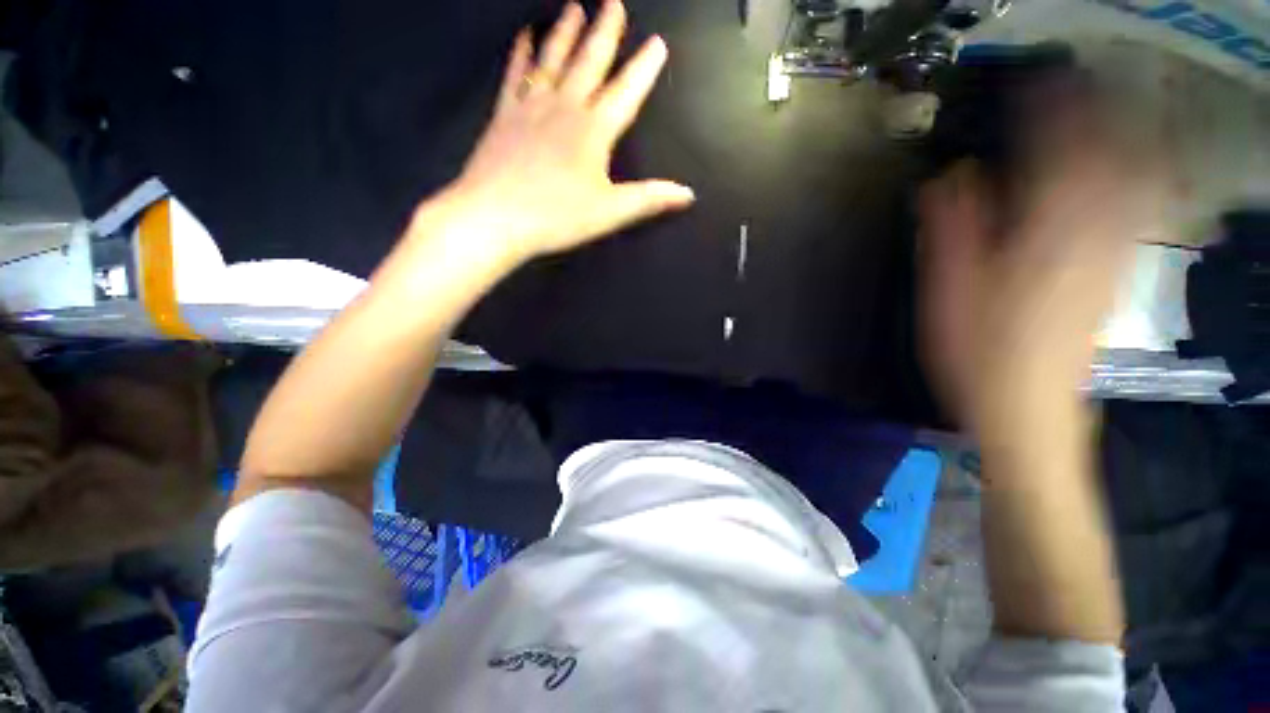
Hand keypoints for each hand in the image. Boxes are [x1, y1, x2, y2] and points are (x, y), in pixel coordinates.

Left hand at [441, 0, 693, 263]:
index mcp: (593, 131)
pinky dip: (521, 54)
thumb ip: (649, 199)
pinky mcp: (503, 116)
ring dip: (564, 32)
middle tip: (613, 2)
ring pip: (551, 60)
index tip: (657, 43)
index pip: (625, 92)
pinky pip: (514, 75)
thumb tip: (688, 193)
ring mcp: (530, 108)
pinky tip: (523, 36)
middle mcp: (564, 108)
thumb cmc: (556, 217)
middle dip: (604, 32)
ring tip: (573, 6)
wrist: (494, 218)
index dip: (643, 69)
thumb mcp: (610, 212)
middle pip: (588, 63)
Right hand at [919, 96, 1156, 431]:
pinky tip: (1128, 167)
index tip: (1032, 81)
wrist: (1028, 409)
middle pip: (1104, 158)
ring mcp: (1110, 255)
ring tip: (1105, 108)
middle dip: (1092, 113)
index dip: (1044, 112)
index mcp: (1042, 234)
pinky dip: (1135, 178)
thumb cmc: (976, 352)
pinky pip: (1135, 212)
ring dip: (1120, 138)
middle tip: (1074, 81)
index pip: (1052, 153)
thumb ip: (951, 230)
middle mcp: (1090, 234)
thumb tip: (948, 177)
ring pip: (1129, 180)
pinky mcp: (1115, 275)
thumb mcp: (948, 292)